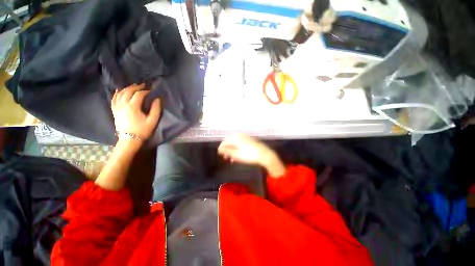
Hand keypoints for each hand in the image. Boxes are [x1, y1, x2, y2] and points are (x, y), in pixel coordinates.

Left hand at [111, 84, 160, 141]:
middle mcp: (123, 105)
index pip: (139, 94)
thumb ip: (156, 109)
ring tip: (134, 86)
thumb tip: (157, 99)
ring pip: (120, 93)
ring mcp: (117, 107)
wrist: (129, 140)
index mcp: (133, 107)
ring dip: (127, 88)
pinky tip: (119, 90)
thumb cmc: (143, 130)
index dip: (146, 91)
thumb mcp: (153, 120)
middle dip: (136, 87)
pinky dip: (116, 93)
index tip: (151, 90)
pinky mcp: (115, 111)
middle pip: (128, 91)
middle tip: (143, 85)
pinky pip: (113, 99)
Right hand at [218, 134, 285, 176]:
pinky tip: (238, 154)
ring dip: (232, 149)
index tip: (220, 154)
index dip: (221, 148)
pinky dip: (237, 148)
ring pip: (235, 143)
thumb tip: (220, 150)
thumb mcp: (237, 155)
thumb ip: (227, 152)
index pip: (225, 142)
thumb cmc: (250, 155)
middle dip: (227, 149)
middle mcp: (240, 136)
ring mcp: (245, 137)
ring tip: (232, 157)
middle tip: (226, 157)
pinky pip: (240, 143)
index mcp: (236, 138)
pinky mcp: (250, 140)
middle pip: (230, 141)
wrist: (264, 154)